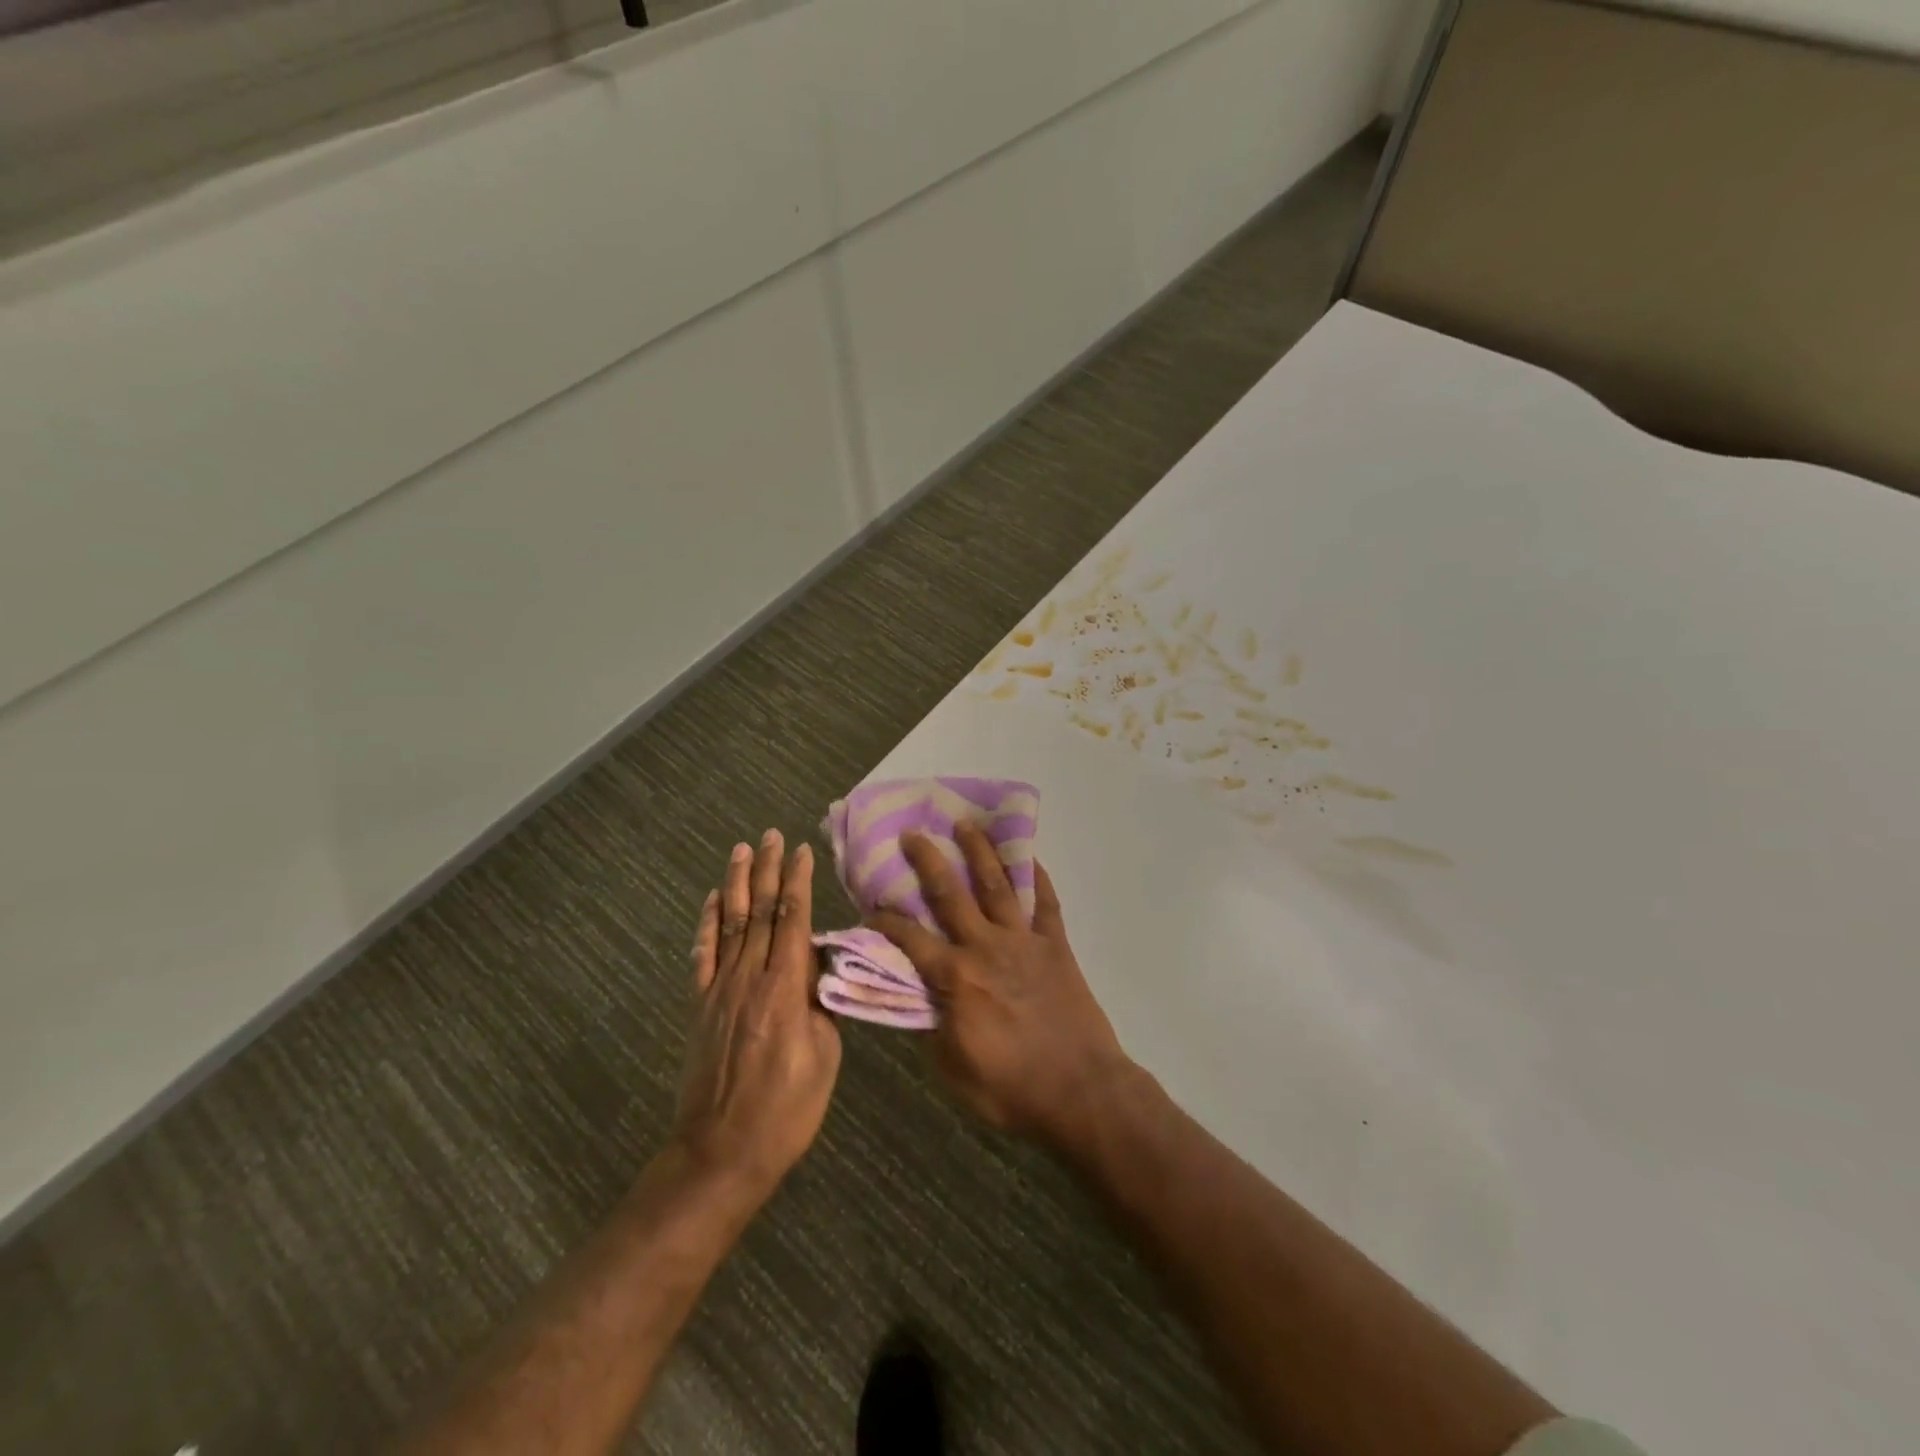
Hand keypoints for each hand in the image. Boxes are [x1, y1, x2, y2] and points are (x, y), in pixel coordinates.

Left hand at [676, 830, 841, 1194]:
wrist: (722, 1152)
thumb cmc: (786, 1110)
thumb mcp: (825, 1057)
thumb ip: (821, 1005)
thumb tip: (817, 970)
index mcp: (786, 988)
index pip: (794, 919)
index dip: (798, 881)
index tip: (802, 850)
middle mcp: (750, 977)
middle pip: (761, 911)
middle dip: (767, 869)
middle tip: (770, 834)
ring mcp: (720, 990)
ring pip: (731, 924)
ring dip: (737, 884)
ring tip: (741, 850)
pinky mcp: (700, 1007)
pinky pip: (702, 956)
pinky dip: (707, 924)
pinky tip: (713, 901)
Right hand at [869, 824, 1135, 1143]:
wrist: (1082, 1091)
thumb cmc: (1012, 1088)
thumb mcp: (954, 1070)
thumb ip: (930, 1028)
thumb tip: (915, 997)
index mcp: (956, 978)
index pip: (911, 939)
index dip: (887, 919)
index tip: (871, 901)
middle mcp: (986, 947)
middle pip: (951, 894)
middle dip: (928, 861)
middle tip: (913, 834)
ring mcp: (1024, 942)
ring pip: (997, 886)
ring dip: (979, 852)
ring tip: (966, 824)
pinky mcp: (1056, 945)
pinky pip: (1046, 903)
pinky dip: (1039, 878)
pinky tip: (1030, 858)